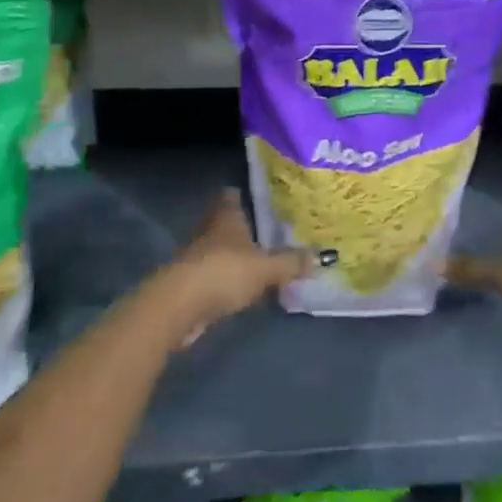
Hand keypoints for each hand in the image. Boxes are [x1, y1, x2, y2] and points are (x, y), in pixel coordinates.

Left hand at [153, 189, 305, 345]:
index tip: (256, 195)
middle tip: (264, 229)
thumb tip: (322, 257)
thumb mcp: (266, 268)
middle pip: (224, 223)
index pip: (230, 197)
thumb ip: (291, 263)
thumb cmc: (224, 272)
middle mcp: (208, 232)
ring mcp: (196, 258)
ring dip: (233, 255)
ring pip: (218, 250)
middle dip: (240, 227)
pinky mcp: (190, 285)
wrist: (179, 307)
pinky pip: (213, 276)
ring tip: (257, 259)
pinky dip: (226, 279)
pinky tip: (241, 288)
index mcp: (225, 218)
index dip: (241, 195)